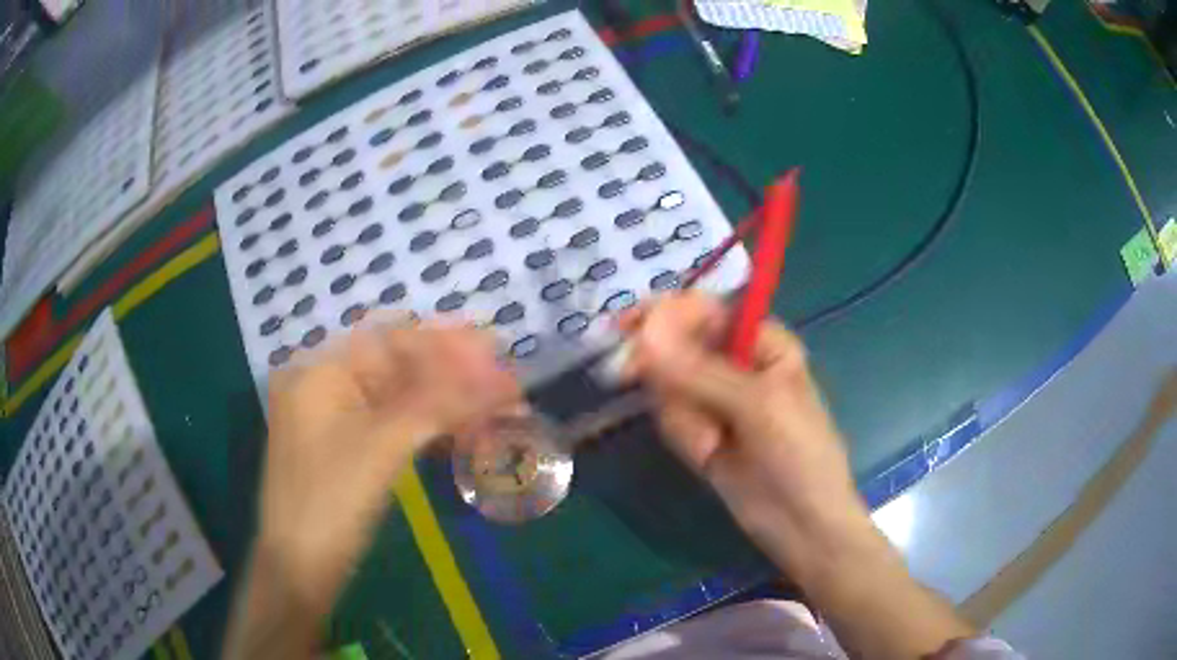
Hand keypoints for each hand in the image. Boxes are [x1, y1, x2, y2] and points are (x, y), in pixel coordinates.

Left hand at [257, 316, 519, 614]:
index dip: (446, 343)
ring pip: (401, 397)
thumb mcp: (382, 447)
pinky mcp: (349, 448)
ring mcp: (337, 418)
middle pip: (399, 366)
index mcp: (321, 370)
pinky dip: (430, 426)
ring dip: (448, 401)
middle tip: (506, 382)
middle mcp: (326, 384)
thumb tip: (500, 378)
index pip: (391, 339)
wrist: (299, 568)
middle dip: (453, 373)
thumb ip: (440, 404)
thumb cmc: (330, 501)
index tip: (495, 349)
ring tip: (497, 406)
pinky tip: (464, 431)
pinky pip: (395, 425)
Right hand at [622, 293, 869, 578]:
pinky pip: (672, 419)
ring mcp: (717, 400)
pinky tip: (708, 457)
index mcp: (762, 343)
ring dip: (684, 417)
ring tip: (712, 446)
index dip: (666, 314)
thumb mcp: (757, 405)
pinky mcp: (702, 430)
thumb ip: (699, 371)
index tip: (628, 329)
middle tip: (630, 379)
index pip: (705, 310)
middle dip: (666, 373)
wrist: (801, 523)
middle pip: (679, 346)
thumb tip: (646, 333)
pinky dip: (684, 436)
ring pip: (669, 387)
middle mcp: (737, 364)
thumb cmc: (798, 455)